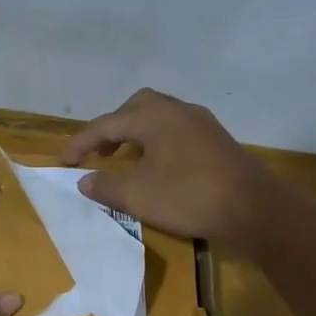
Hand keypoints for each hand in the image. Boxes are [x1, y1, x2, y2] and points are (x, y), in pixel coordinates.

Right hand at [58, 88, 272, 241]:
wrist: (252, 207)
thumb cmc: (188, 196)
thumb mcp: (138, 196)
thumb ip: (106, 186)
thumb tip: (85, 180)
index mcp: (154, 116)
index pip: (106, 124)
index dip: (81, 143)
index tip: (63, 161)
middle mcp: (178, 110)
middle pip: (136, 107)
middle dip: (113, 127)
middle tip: (100, 152)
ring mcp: (202, 123)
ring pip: (160, 117)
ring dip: (137, 134)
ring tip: (126, 159)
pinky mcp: (217, 140)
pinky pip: (177, 131)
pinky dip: (158, 142)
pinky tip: (158, 167)